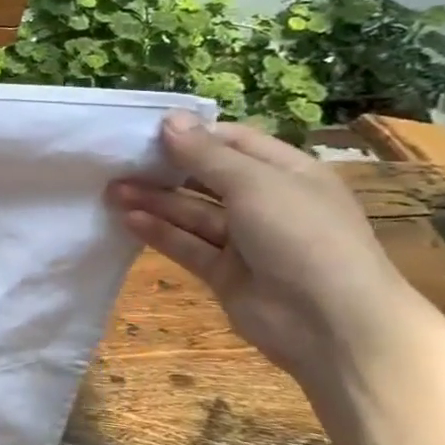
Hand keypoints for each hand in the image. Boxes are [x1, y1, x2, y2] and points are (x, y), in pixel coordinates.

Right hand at [107, 115, 414, 385]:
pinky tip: (127, 219)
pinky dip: (159, 232)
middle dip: (165, 168)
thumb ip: (205, 154)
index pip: (233, 142)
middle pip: (207, 177)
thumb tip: (169, 119)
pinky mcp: (225, 273)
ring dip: (154, 200)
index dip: (193, 134)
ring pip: (191, 212)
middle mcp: (267, 203)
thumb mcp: (254, 184)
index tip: (146, 131)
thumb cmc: (302, 237)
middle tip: (118, 161)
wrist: (333, 326)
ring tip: (111, 189)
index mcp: (287, 173)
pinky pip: (187, 245)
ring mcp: (246, 241)